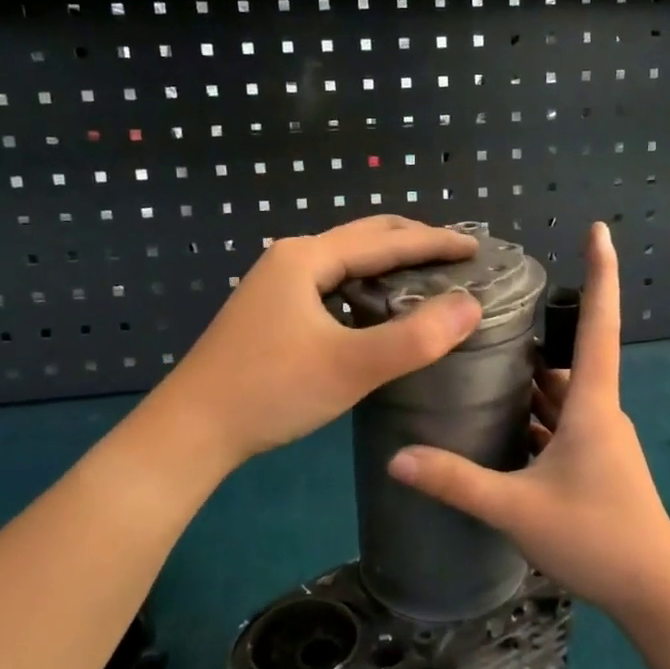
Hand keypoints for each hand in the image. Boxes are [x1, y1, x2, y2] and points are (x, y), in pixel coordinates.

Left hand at [154, 217, 482, 467]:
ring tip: (428, 276)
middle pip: (363, 237)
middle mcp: (289, 259)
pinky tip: (378, 308)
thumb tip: (471, 305)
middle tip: (458, 256)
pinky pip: (331, 284)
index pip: (386, 240)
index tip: (478, 247)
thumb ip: (415, 338)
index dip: (436, 241)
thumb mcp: (350, 367)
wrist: (191, 430)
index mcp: (306, 258)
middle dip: (413, 242)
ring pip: (345, 261)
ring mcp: (275, 285)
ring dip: (388, 262)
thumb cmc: (270, 392)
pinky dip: (365, 285)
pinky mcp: (271, 312)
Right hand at [387, 222, 669, 620]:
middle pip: (568, 360)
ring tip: (481, 365)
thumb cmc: (595, 538)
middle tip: (487, 317)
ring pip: (562, 396)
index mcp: (591, 405)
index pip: (598, 324)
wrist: (653, 593)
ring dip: (530, 382)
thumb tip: (397, 458)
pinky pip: (562, 426)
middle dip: (536, 336)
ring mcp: (601, 441)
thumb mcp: (517, 509)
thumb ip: (456, 482)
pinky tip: (501, 426)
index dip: (600, 273)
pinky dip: (535, 417)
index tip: (599, 229)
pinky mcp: (597, 466)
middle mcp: (600, 413)